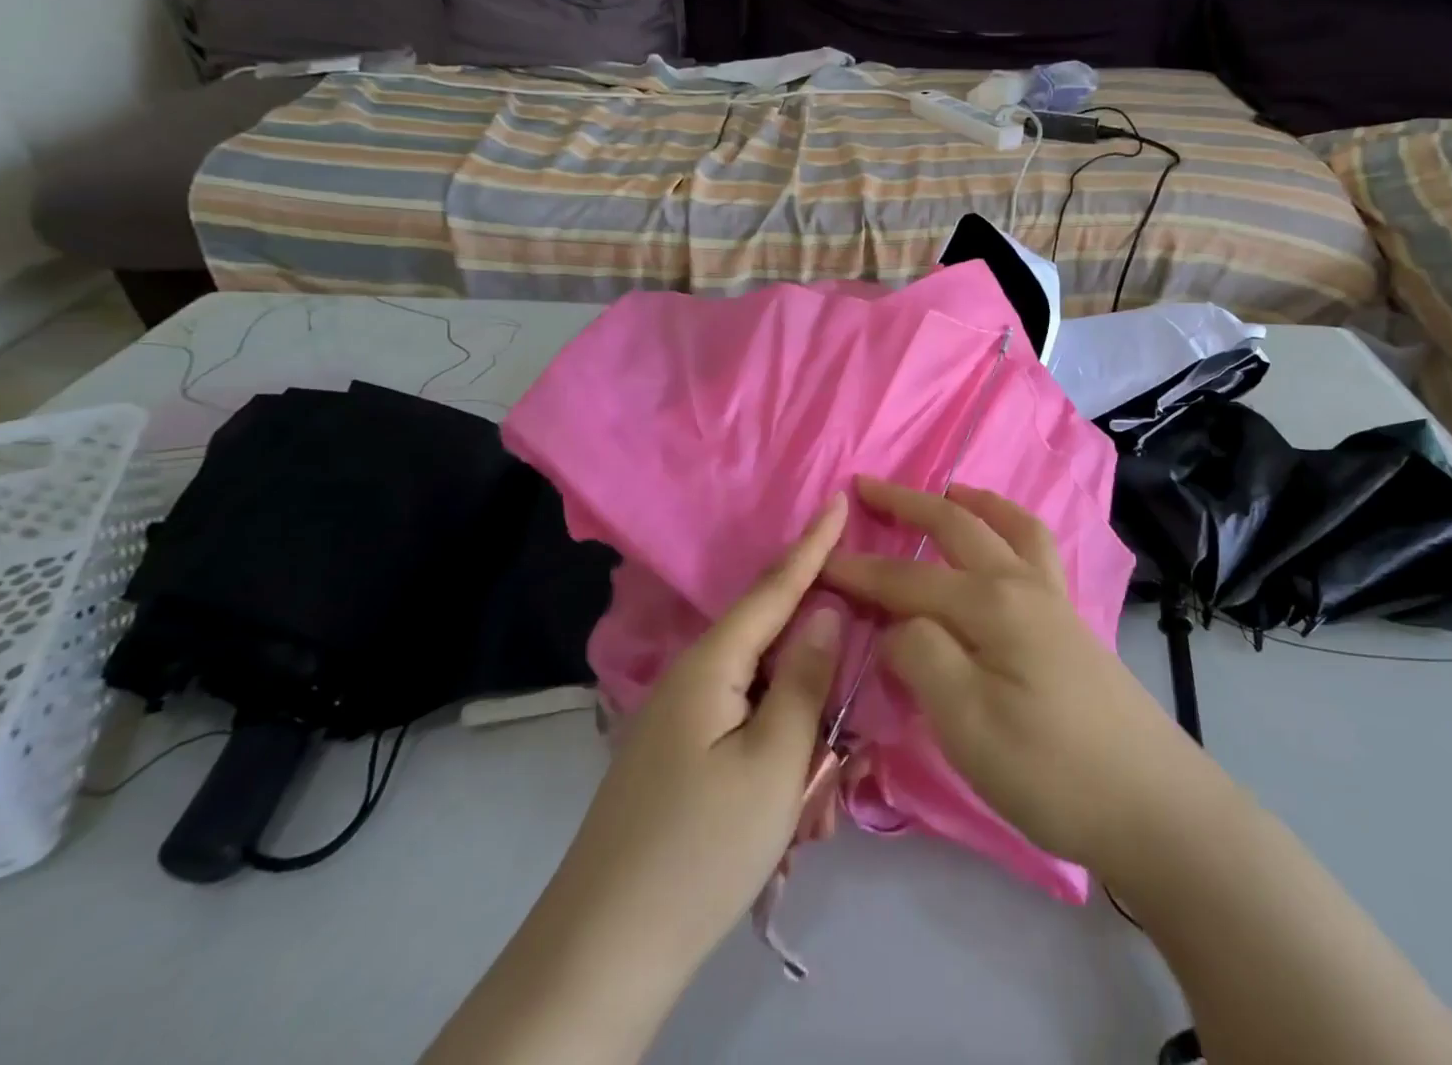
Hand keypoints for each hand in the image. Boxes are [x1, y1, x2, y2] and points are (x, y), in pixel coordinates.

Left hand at [560, 491, 848, 969]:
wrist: (601, 954)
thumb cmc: (700, 849)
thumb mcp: (774, 763)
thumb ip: (806, 679)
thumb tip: (825, 610)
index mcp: (712, 664)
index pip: (775, 587)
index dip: (813, 545)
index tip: (840, 499)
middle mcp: (694, 678)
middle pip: (778, 653)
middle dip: (822, 687)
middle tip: (850, 745)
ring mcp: (684, 721)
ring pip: (767, 703)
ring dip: (802, 744)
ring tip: (816, 811)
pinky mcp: (682, 758)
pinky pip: (746, 737)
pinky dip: (777, 768)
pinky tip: (790, 822)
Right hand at [824, 475, 1204, 878]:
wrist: (1154, 806)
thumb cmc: (1051, 769)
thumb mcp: (966, 722)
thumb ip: (921, 655)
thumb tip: (896, 622)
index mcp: (990, 603)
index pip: (907, 577)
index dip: (859, 570)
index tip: (816, 561)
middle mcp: (1021, 584)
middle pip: (957, 526)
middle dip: (907, 503)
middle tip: (866, 486)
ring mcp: (1053, 599)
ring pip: (1009, 526)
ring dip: (971, 501)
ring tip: (947, 490)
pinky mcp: (1071, 622)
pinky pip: (1035, 549)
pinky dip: (1011, 526)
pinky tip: (1004, 543)